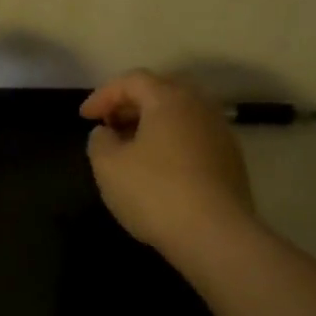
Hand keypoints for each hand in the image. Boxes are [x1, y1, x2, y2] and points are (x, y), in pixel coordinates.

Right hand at [81, 71, 255, 251]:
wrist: (215, 234)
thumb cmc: (154, 192)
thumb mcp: (108, 166)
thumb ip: (99, 141)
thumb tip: (107, 132)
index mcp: (169, 99)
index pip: (132, 80)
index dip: (103, 95)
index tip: (84, 118)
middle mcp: (200, 107)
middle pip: (161, 92)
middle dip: (131, 105)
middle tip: (109, 125)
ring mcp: (221, 133)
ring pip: (180, 116)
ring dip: (152, 125)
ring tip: (131, 148)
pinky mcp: (231, 161)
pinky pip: (194, 138)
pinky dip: (171, 143)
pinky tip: (158, 169)